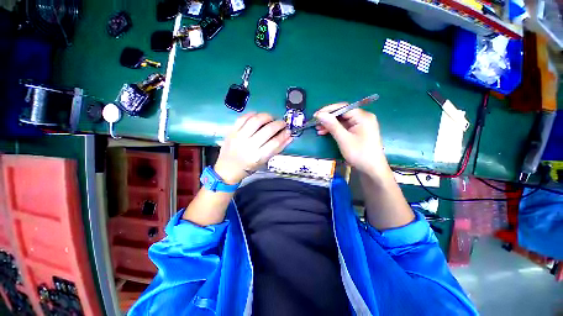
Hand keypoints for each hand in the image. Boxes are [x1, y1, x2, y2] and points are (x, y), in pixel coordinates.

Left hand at [214, 113, 292, 183]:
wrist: (228, 168)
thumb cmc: (249, 167)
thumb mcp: (264, 161)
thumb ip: (278, 148)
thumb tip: (289, 137)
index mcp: (258, 157)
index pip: (275, 143)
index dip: (284, 135)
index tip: (288, 131)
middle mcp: (249, 146)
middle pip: (268, 130)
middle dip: (278, 124)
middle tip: (282, 123)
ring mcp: (239, 137)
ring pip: (256, 121)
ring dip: (267, 116)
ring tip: (271, 118)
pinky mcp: (232, 131)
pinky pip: (243, 118)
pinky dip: (253, 114)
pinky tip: (258, 116)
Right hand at [315, 104, 388, 175]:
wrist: (372, 169)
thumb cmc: (359, 154)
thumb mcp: (344, 139)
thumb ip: (332, 125)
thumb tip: (320, 114)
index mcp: (363, 117)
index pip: (343, 107)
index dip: (328, 110)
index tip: (316, 115)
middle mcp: (363, 118)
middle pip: (342, 113)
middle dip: (328, 118)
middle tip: (316, 124)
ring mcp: (361, 125)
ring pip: (342, 121)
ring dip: (330, 124)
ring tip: (318, 129)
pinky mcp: (358, 131)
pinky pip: (344, 127)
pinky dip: (335, 129)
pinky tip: (325, 132)